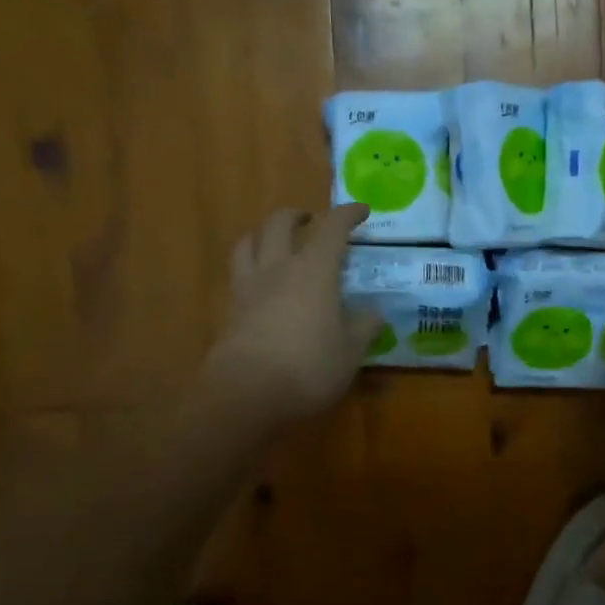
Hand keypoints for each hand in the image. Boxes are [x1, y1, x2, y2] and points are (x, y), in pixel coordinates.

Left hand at [196, 205, 382, 430]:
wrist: (245, 394)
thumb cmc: (308, 368)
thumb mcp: (350, 352)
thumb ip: (364, 327)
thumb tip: (374, 313)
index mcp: (314, 271)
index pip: (332, 228)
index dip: (348, 214)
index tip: (362, 211)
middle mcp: (278, 269)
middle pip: (279, 224)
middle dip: (297, 215)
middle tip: (310, 221)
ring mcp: (248, 287)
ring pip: (248, 242)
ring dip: (263, 234)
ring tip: (275, 241)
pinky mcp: (230, 310)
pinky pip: (238, 274)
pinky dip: (251, 267)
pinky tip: (261, 284)